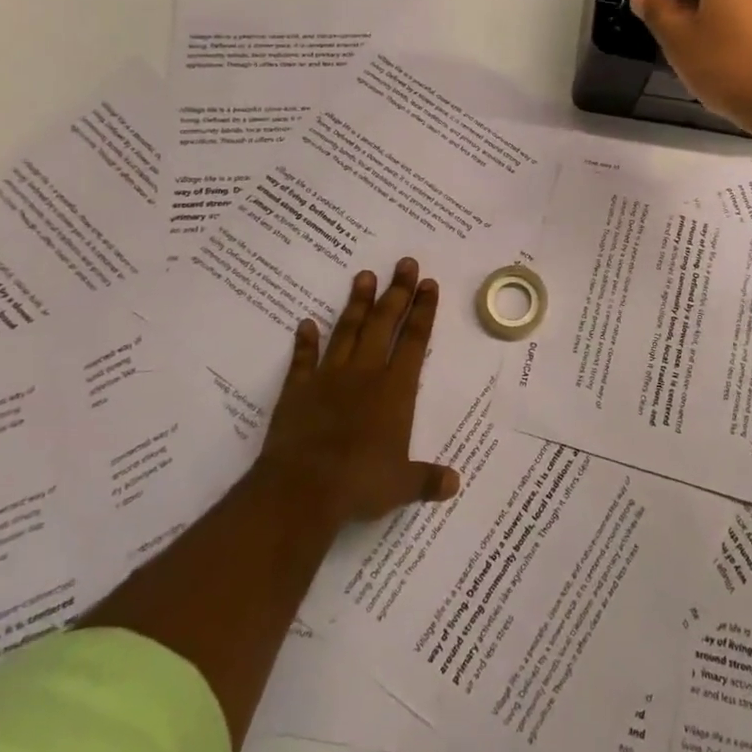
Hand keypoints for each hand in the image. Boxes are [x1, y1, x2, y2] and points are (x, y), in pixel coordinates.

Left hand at [254, 258, 460, 530]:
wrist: (301, 489)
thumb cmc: (359, 483)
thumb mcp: (402, 485)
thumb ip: (427, 479)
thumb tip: (454, 483)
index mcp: (395, 390)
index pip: (414, 341)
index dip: (423, 311)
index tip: (429, 283)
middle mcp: (365, 374)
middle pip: (384, 324)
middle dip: (397, 292)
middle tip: (404, 262)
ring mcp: (328, 378)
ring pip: (347, 331)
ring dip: (357, 303)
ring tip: (365, 275)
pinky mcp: (297, 390)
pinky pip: (303, 360)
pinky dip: (305, 342)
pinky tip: (306, 323)